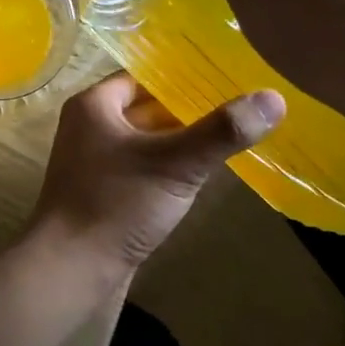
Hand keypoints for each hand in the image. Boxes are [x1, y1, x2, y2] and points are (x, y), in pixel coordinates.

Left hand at [31, 72, 282, 270]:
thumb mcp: (175, 164)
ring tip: (231, 135)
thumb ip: (221, 131)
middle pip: (146, 107)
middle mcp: (88, 126)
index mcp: (94, 105)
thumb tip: (273, 97)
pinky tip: (201, 174)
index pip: (144, 76)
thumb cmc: (117, 204)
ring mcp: (94, 161)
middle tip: (240, 106)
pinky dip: (168, 167)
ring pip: (146, 140)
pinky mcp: (104, 191)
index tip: (227, 77)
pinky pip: (142, 167)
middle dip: (188, 109)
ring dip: (180, 140)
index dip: (183, 76)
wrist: (71, 269)